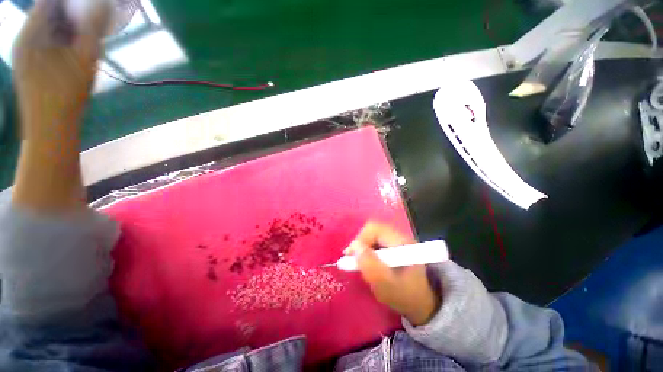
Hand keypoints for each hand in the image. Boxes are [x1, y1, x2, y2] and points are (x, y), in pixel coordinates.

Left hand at [13, 0, 110, 138]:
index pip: (49, 2)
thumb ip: (91, 29)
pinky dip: (61, 37)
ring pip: (47, 26)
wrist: (49, 128)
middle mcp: (24, 37)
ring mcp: (25, 51)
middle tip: (92, 15)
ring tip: (85, 31)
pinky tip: (73, 46)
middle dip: (71, 10)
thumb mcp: (84, 60)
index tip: (90, 4)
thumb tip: (102, 5)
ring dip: (67, 24)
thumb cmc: (66, 96)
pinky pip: (46, 39)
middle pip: (48, 12)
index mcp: (31, 33)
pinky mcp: (30, 62)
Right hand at [346, 221, 439, 325]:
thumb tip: (355, 247)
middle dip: (360, 242)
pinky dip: (367, 249)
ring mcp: (396, 239)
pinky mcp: (393, 244)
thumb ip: (371, 267)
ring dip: (362, 246)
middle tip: (353, 258)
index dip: (361, 239)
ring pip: (372, 234)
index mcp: (403, 242)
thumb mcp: (387, 287)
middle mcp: (400, 236)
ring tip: (359, 261)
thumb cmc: (406, 296)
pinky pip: (375, 240)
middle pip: (373, 229)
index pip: (375, 229)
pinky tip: (367, 261)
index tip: (351, 256)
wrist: (422, 303)